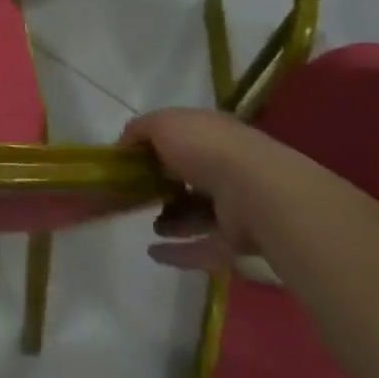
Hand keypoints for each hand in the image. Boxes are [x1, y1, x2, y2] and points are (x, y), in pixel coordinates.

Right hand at [120, 108, 275, 273]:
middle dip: (165, 187)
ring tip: (150, 226)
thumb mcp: (162, 124)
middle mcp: (227, 166)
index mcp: (211, 135)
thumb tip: (123, 145)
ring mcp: (236, 206)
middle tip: (138, 195)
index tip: (131, 162)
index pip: (183, 139)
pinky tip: (154, 253)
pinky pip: (204, 247)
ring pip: (199, 215)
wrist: (254, 191)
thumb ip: (139, 130)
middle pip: (191, 179)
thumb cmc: (205, 148)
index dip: (156, 149)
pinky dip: (180, 252)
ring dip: (173, 222)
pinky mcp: (239, 241)